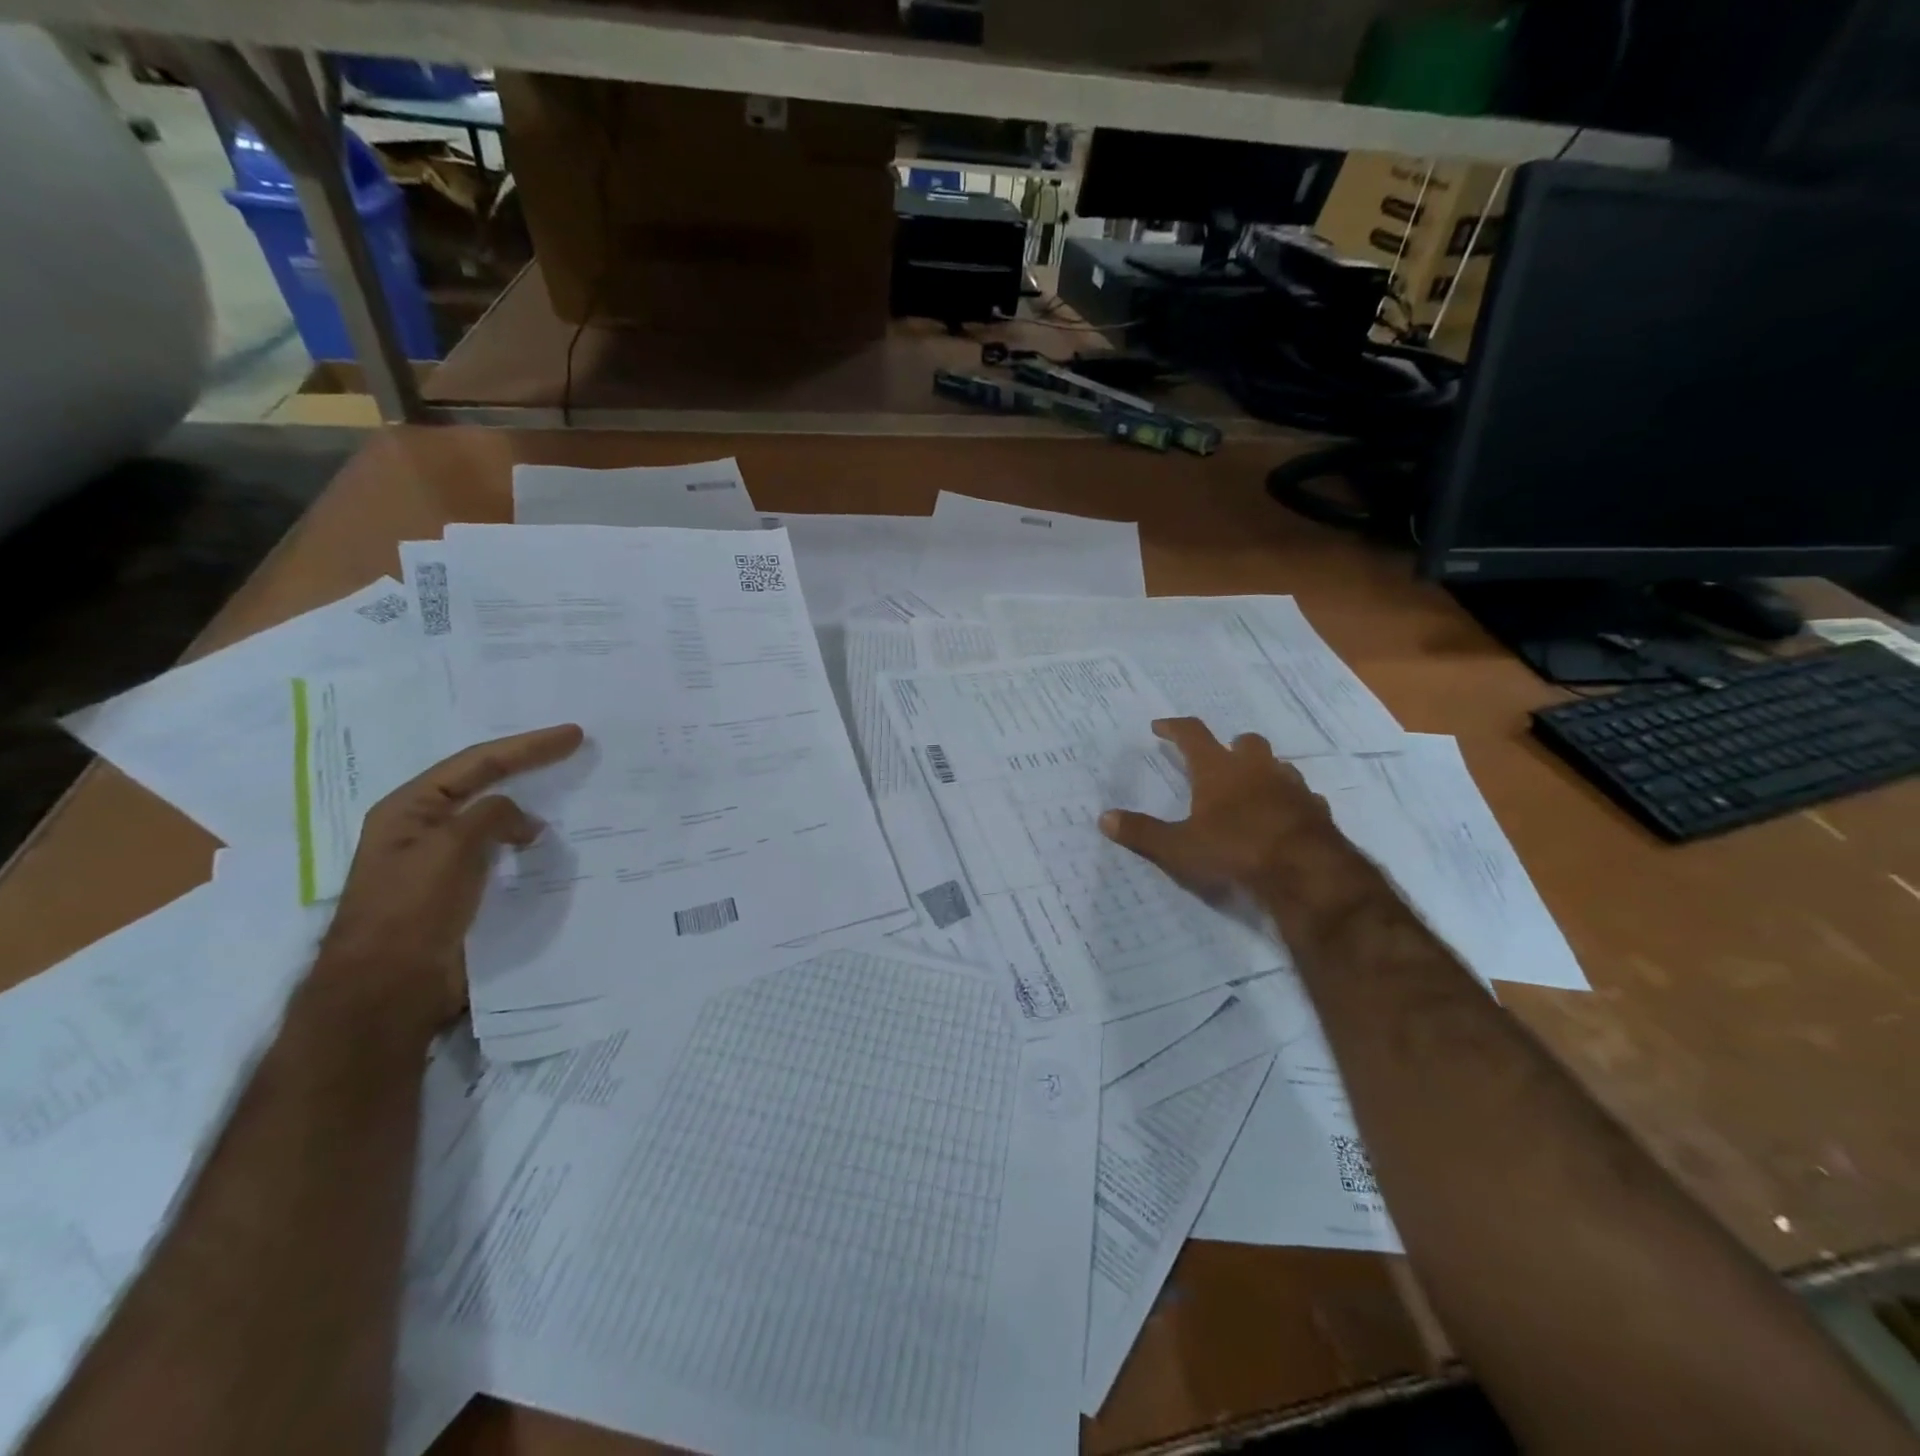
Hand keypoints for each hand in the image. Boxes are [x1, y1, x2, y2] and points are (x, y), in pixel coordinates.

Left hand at [313, 724, 585, 1038]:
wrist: (389, 988)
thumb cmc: (412, 910)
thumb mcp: (450, 848)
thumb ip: (491, 817)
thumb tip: (527, 822)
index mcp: (410, 809)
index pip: (478, 763)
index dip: (528, 747)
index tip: (574, 736)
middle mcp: (425, 828)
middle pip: (485, 784)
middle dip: (529, 766)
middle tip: (574, 752)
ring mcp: (444, 860)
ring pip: (497, 820)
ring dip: (533, 806)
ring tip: (572, 794)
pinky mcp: (463, 890)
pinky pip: (503, 853)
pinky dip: (530, 843)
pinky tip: (555, 845)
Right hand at [1100, 718, 1367, 920]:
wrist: (1306, 872)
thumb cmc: (1235, 851)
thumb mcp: (1179, 848)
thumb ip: (1142, 833)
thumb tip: (1103, 818)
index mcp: (1218, 770)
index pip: (1192, 734)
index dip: (1174, 728)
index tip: (1160, 726)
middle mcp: (1256, 769)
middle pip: (1245, 741)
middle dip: (1230, 746)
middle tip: (1217, 760)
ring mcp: (1291, 786)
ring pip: (1277, 765)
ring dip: (1262, 771)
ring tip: (1249, 790)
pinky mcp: (1316, 809)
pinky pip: (1301, 796)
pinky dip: (1288, 801)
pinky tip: (1282, 817)